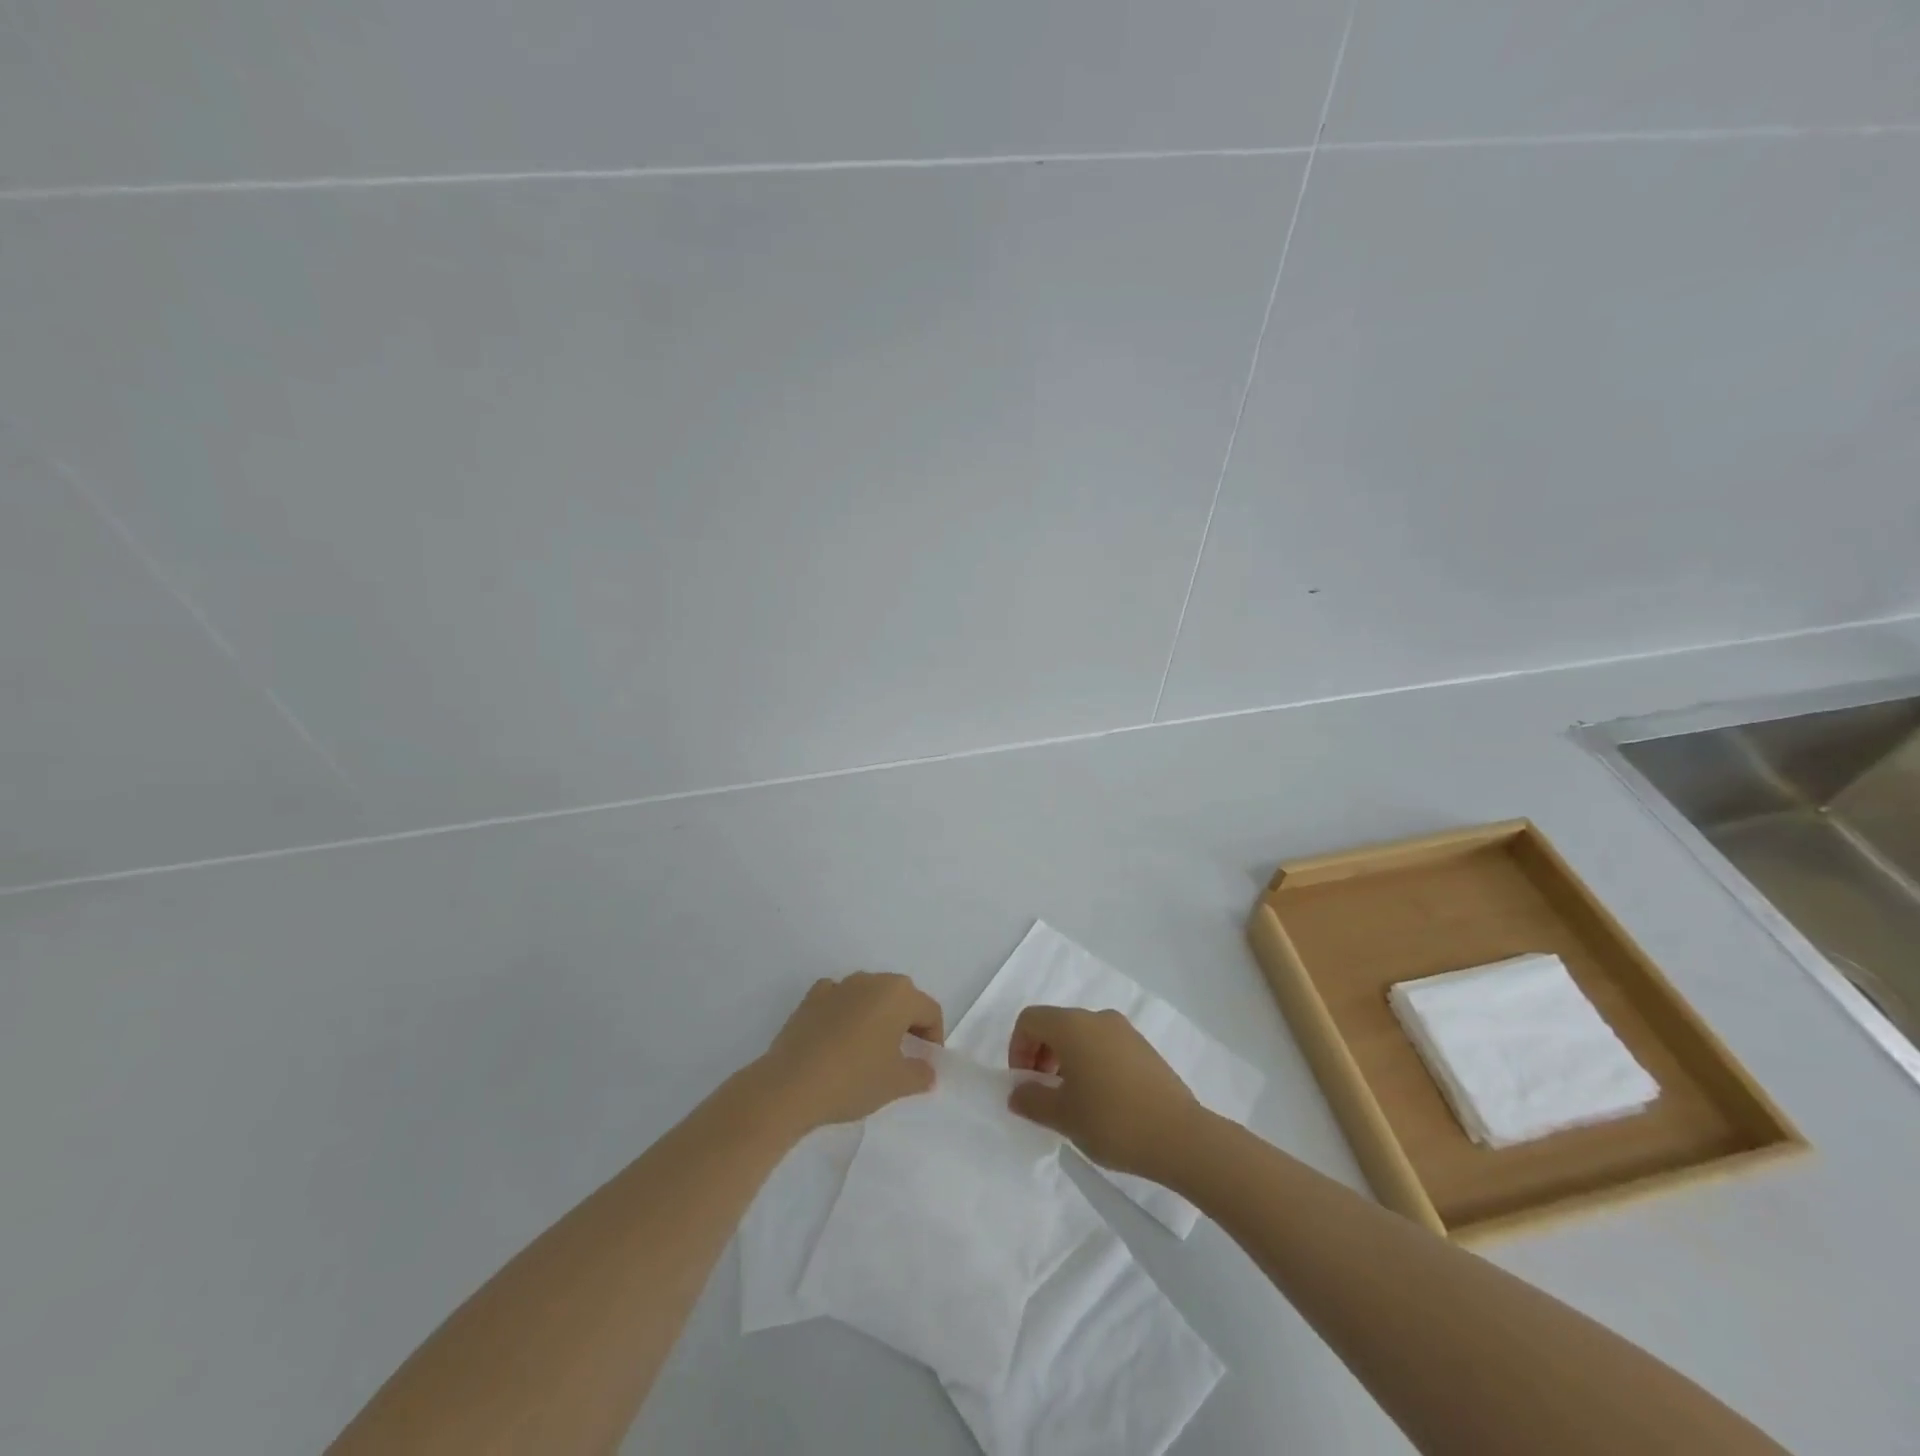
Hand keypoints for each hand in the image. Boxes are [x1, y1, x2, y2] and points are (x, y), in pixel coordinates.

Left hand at [757, 972, 943, 1132]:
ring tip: (869, 1051)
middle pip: (901, 998)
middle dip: (907, 1024)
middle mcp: (871, 980)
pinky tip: (839, 1039)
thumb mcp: (896, 1083)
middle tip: (903, 1056)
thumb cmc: (853, 1079)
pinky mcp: (811, 997)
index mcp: (898, 994)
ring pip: (869, 996)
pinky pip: (839, 999)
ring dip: (876, 1017)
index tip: (926, 1063)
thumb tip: (927, 1070)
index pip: (929, 1011)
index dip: (934, 1037)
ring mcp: (838, 986)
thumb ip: (920, 1074)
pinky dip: (845, 1013)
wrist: (790, 1085)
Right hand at [1006, 1005, 1200, 1178]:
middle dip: (1040, 1054)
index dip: (1017, 1048)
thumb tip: (1018, 1091)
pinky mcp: (1144, 1048)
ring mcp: (1125, 1031)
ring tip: (1072, 1101)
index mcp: (1073, 1026)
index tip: (1024, 1084)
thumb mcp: (1062, 1116)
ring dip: (1065, 1060)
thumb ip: (1032, 1100)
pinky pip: (1104, 1045)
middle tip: (1043, 1093)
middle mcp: (1097, 1018)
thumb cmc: (1112, 1121)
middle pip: (1055, 1024)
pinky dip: (1090, 1063)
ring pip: (1081, 1035)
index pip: (1030, 1020)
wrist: (1180, 1137)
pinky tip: (1101, 1101)